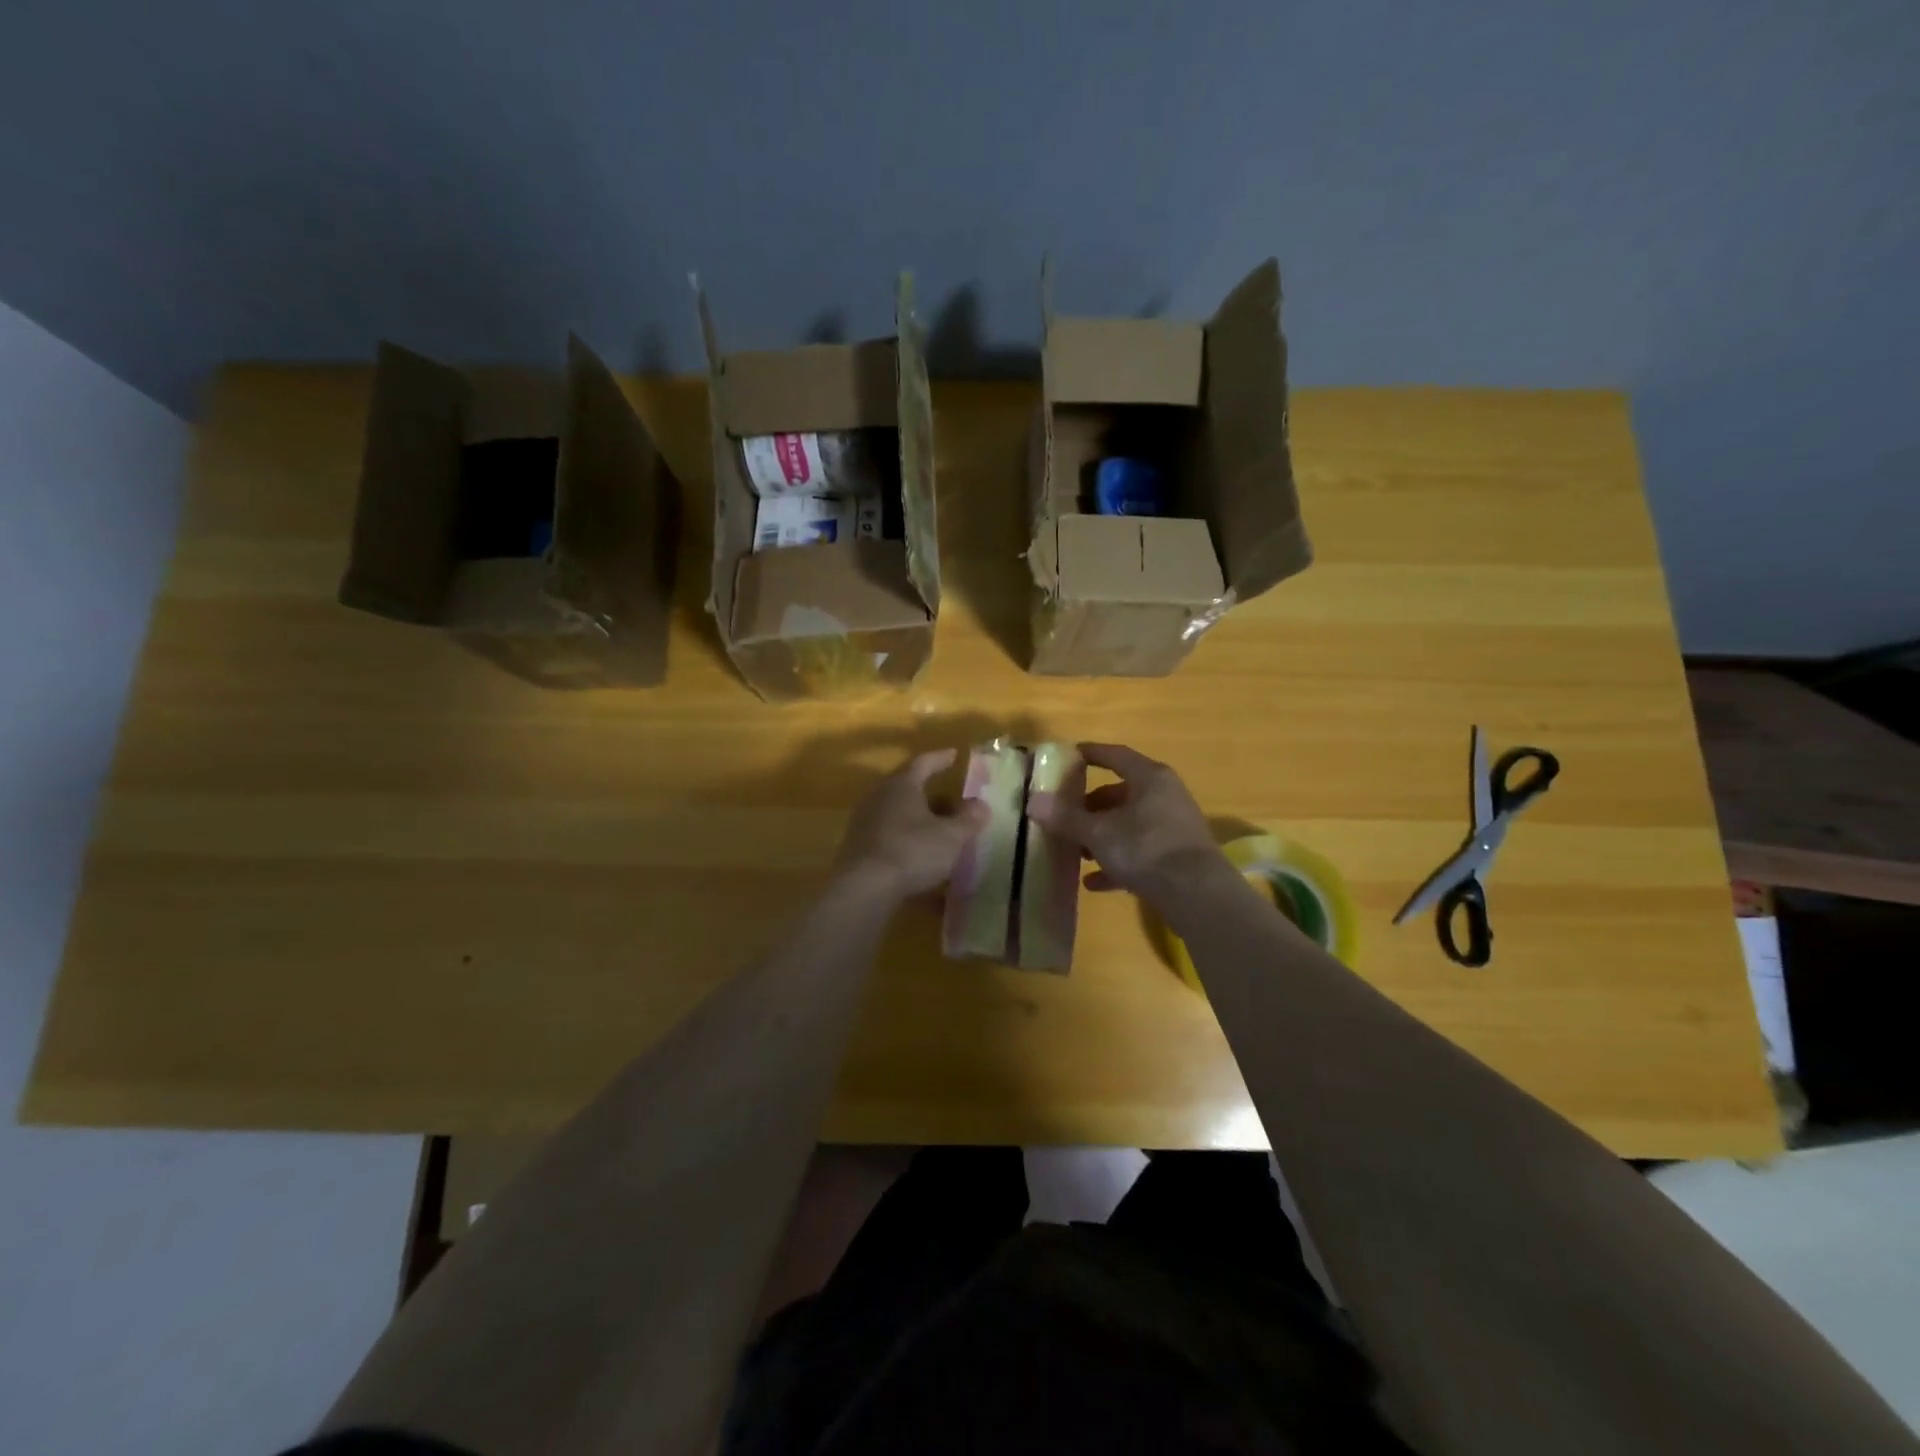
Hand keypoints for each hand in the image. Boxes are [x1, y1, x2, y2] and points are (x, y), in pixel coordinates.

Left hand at [831, 749, 989, 901]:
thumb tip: (981, 805)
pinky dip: (905, 834)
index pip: (923, 762)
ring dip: (916, 814)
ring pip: (896, 809)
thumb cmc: (911, 852)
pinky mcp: (857, 845)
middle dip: (929, 790)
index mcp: (902, 785)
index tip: (954, 754)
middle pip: (906, 785)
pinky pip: (887, 831)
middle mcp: (879, 796)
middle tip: (950, 796)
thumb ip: (968, 819)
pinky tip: (917, 850)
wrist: (863, 888)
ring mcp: (864, 820)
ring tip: (936, 825)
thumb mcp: (950, 837)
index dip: (940, 758)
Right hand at [1027, 743, 1226, 904]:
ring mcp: (1174, 827)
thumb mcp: (1098, 833)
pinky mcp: (1177, 857)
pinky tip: (1093, 882)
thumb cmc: (1146, 848)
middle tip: (1065, 816)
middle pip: (1121, 793)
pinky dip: (1117, 862)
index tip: (1069, 756)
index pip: (1115, 755)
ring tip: (1076, 851)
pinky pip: (1140, 853)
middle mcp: (1165, 796)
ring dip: (1102, 836)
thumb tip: (1033, 801)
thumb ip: (1066, 817)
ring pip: (1130, 824)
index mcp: (1149, 778)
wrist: (1198, 895)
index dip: (1091, 754)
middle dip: (1091, 806)